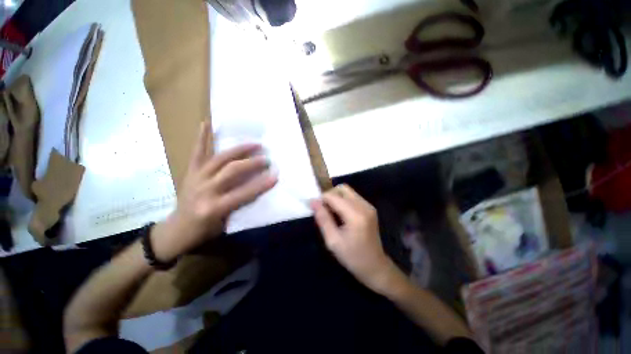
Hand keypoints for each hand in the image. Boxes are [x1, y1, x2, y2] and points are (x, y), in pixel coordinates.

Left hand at [153, 121, 277, 260]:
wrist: (176, 230)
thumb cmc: (205, 230)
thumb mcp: (227, 223)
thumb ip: (241, 204)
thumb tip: (258, 188)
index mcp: (214, 207)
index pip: (244, 193)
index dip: (262, 184)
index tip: (276, 176)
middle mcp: (205, 190)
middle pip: (232, 171)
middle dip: (253, 163)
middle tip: (267, 159)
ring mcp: (196, 178)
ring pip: (220, 158)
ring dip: (239, 150)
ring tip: (254, 144)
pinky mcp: (190, 172)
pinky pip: (197, 153)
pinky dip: (201, 138)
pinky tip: (206, 123)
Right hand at [310, 185, 399, 294]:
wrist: (375, 266)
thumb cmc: (353, 257)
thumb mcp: (333, 241)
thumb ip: (323, 219)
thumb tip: (313, 202)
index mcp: (356, 215)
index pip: (334, 196)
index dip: (321, 198)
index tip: (313, 206)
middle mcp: (364, 206)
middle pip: (342, 188)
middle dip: (330, 195)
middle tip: (323, 209)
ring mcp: (369, 206)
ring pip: (348, 191)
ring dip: (336, 197)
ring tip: (331, 212)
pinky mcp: (370, 208)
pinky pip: (353, 197)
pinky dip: (343, 201)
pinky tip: (340, 214)